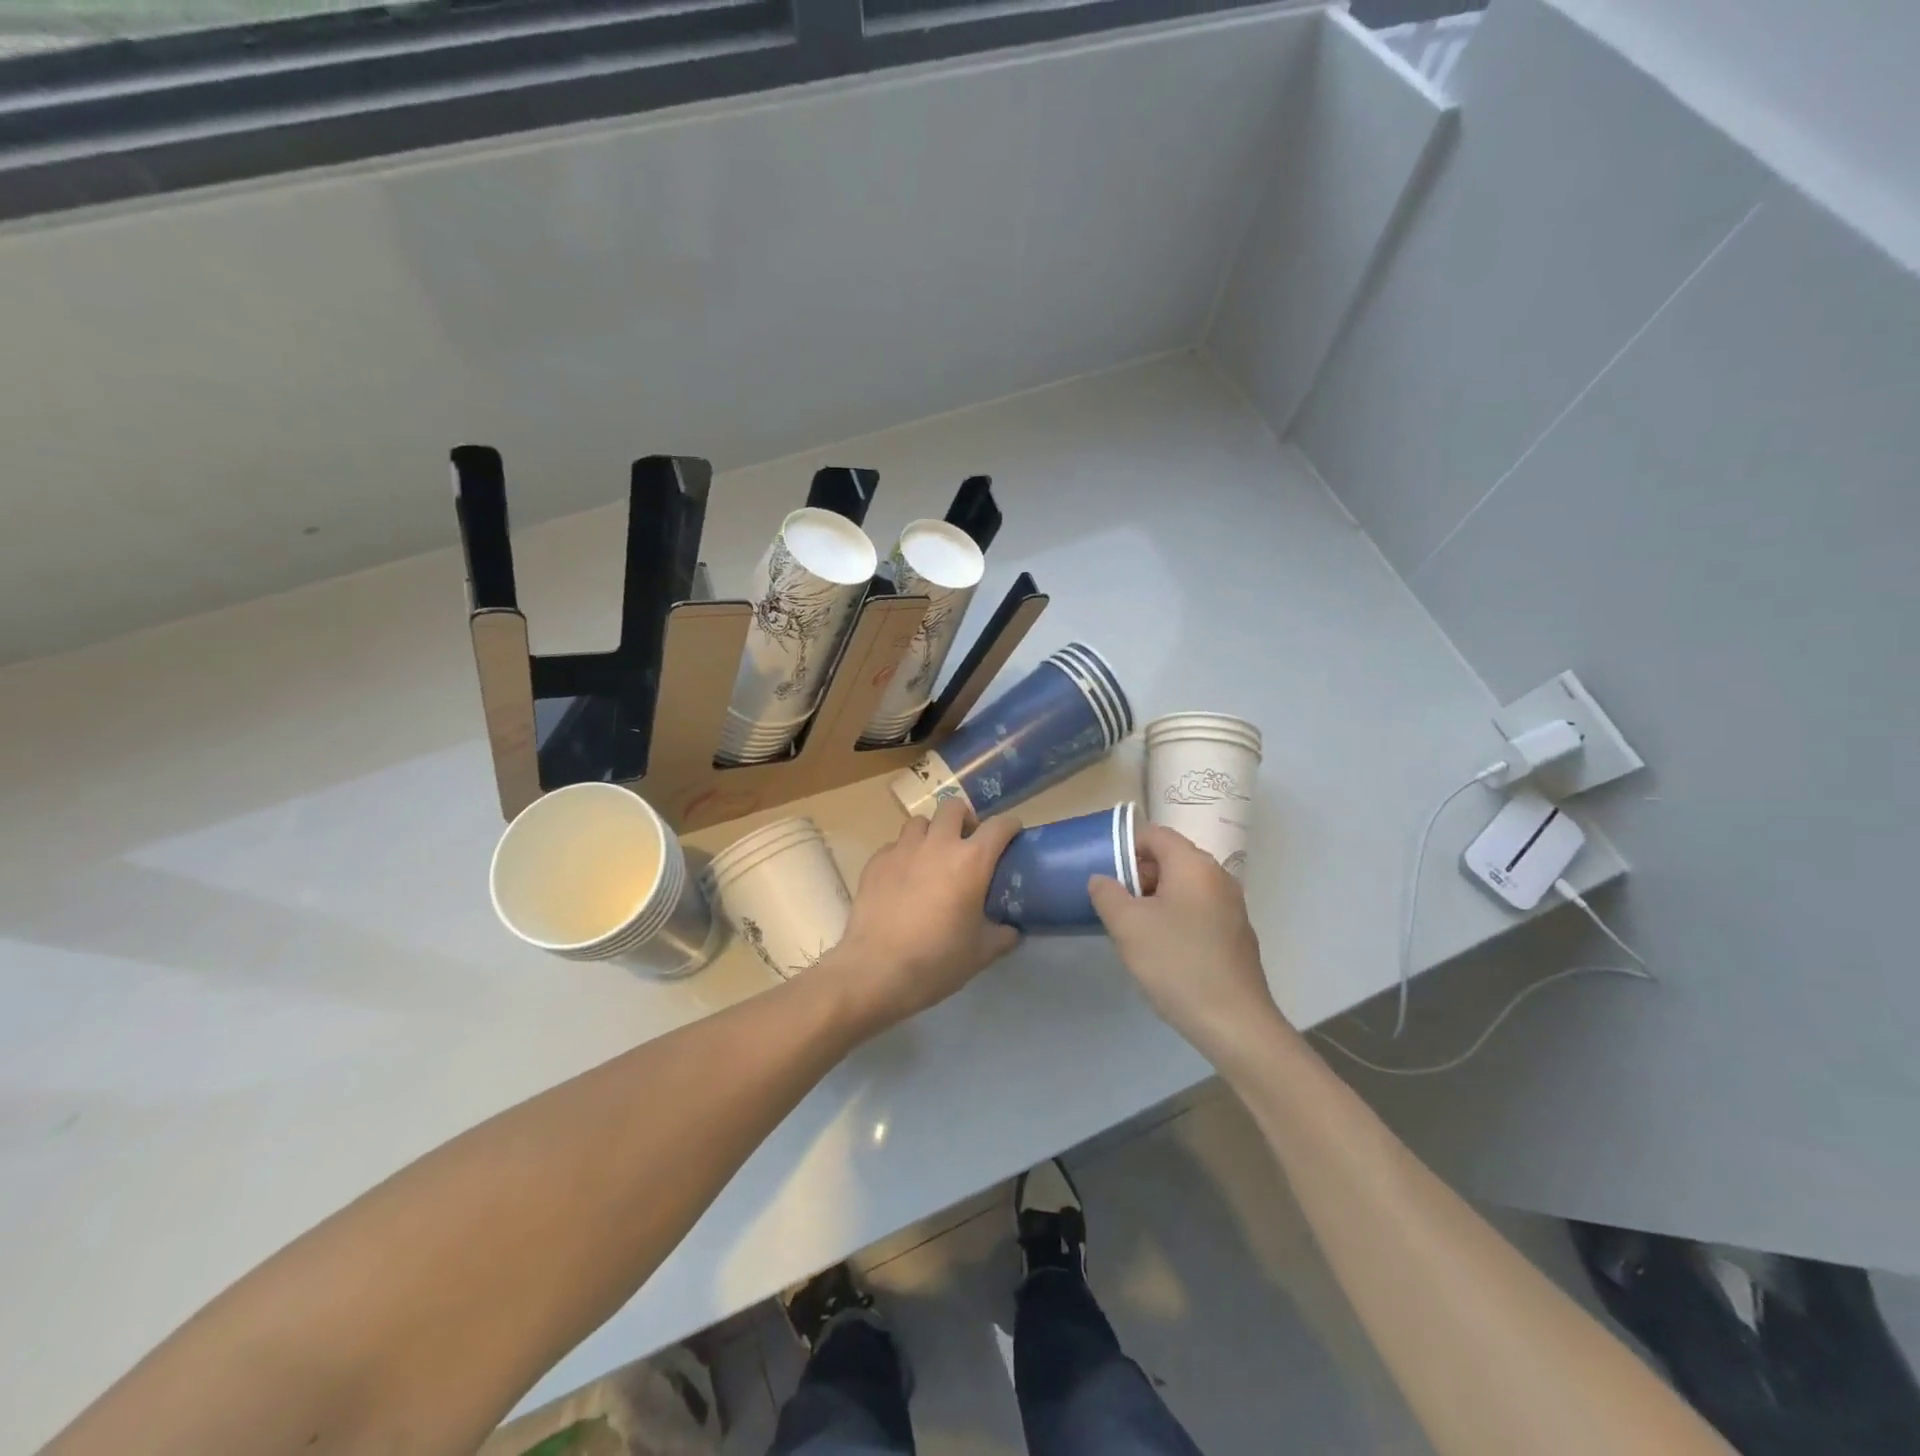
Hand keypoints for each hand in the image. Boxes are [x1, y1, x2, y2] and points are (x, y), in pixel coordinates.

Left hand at [820, 799, 1022, 1034]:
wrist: (875, 971)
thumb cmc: (936, 961)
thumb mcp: (981, 953)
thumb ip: (1002, 935)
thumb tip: (1011, 930)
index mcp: (971, 861)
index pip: (999, 826)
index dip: (1010, 827)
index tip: (1012, 836)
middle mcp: (937, 845)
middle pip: (953, 807)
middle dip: (965, 819)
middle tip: (967, 844)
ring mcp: (902, 850)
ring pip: (920, 822)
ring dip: (931, 832)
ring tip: (932, 857)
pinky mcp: (875, 861)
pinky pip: (894, 845)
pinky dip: (904, 854)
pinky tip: (903, 878)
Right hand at [1088, 824, 1286, 1065]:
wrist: (1235, 1023)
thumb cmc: (1177, 963)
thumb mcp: (1127, 926)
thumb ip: (1107, 893)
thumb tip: (1101, 879)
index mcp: (1194, 865)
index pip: (1155, 834)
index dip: (1124, 846)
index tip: (1103, 873)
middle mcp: (1217, 877)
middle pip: (1170, 859)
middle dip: (1137, 875)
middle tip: (1113, 904)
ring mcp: (1231, 907)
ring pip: (1182, 887)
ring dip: (1154, 899)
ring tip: (1132, 928)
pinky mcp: (1235, 934)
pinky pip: (1197, 910)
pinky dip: (1174, 918)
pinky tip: (1161, 950)